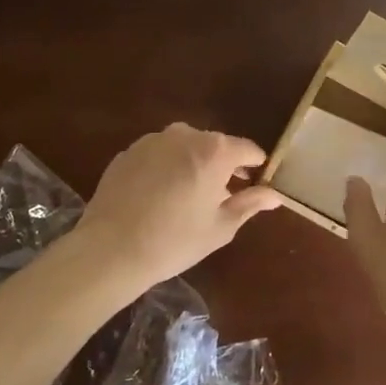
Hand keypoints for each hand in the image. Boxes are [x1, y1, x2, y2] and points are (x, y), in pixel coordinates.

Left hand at [74, 124, 282, 290]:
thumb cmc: (175, 240)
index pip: (248, 149)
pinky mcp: (128, 152)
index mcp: (215, 150)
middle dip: (222, 165)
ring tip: (187, 196)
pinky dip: (165, 168)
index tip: (256, 183)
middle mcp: (185, 134)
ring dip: (192, 164)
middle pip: (215, 145)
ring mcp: (153, 140)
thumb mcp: (221, 227)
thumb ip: (250, 204)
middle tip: (221, 195)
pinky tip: (158, 197)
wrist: (110, 250)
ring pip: (184, 147)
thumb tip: (275, 195)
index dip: (256, 166)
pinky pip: (158, 155)